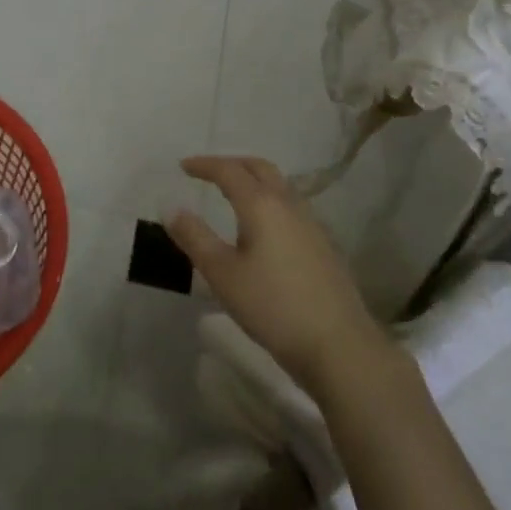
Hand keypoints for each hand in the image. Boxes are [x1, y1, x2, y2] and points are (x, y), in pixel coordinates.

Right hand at [168, 155, 391, 396]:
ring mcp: (311, 224)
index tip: (183, 166)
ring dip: (254, 181)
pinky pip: (291, 207)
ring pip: (280, 186)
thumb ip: (195, 237)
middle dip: (233, 164)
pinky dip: (270, 201)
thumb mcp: (222, 274)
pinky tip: (263, 227)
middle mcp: (289, 205)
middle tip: (209, 172)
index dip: (204, 165)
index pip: (229, 171)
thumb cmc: (272, 306)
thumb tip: (171, 208)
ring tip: (233, 195)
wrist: (338, 345)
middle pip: (260, 169)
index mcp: (262, 205)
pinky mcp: (323, 245)